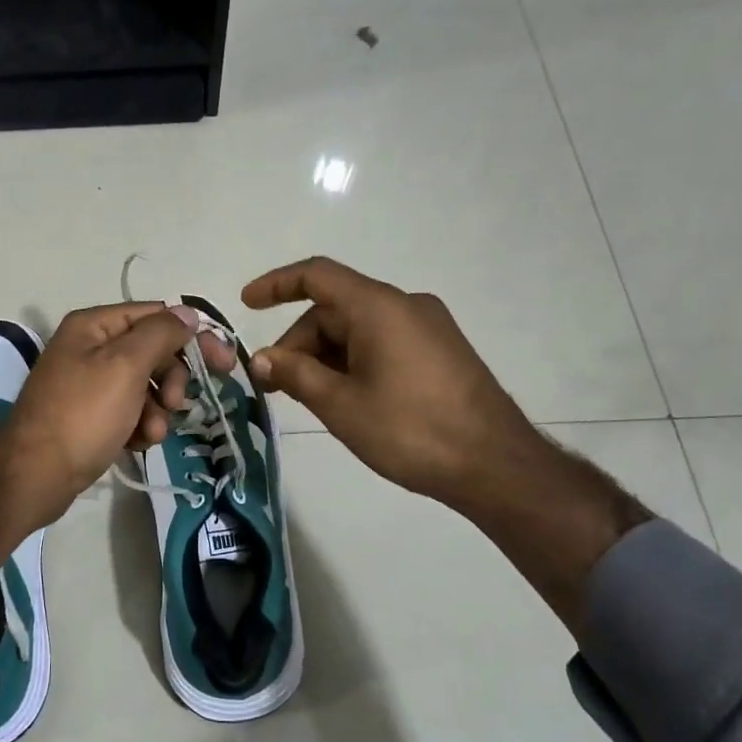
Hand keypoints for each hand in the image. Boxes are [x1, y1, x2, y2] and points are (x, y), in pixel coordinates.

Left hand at [0, 303, 234, 567]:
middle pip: (153, 351)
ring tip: (149, 433)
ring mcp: (90, 383)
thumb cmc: (82, 414)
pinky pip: (131, 412)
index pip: (158, 315)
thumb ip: (160, 334)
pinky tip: (136, 443)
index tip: (223, 364)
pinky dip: (140, 426)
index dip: (193, 336)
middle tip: (174, 403)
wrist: (34, 475)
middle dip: (170, 380)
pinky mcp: (91, 416)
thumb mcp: (125, 366)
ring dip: (157, 410)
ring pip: (146, 386)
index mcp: (95, 325)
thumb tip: (187, 313)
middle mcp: (91, 347)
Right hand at [241, 257, 539, 515]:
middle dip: (299, 343)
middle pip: (335, 309)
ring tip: (309, 399)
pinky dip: (353, 362)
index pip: (317, 276)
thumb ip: (295, 375)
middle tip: (275, 386)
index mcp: (379, 307)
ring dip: (325, 357)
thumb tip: (261, 359)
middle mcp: (405, 305)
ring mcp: (428, 327)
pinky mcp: (440, 351)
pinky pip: (383, 342)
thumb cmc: (410, 430)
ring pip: (358, 329)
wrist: (495, 465)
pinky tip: (345, 399)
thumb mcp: (340, 404)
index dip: (276, 285)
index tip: (246, 305)